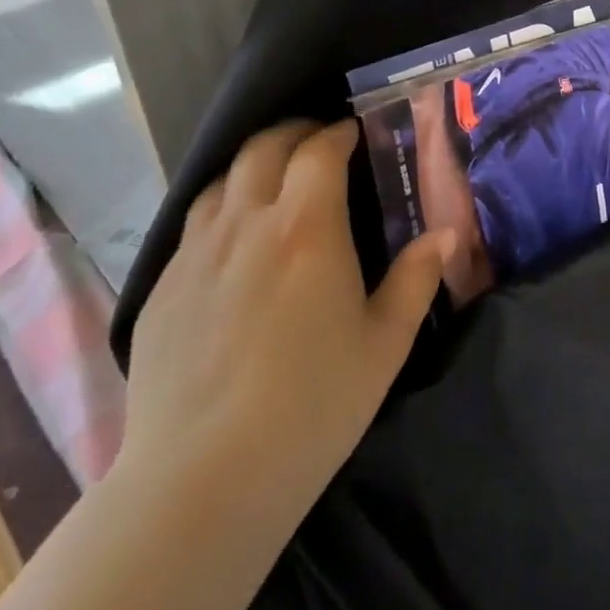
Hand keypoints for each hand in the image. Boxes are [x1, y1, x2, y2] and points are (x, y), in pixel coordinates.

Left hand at [119, 120, 448, 525]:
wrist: (204, 478)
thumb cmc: (314, 404)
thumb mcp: (385, 342)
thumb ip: (418, 278)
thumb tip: (447, 233)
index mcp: (307, 228)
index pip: (319, 151)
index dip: (337, 132)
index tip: (353, 132)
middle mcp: (246, 225)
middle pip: (262, 149)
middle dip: (293, 133)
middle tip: (317, 143)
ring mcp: (195, 255)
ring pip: (219, 182)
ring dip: (252, 167)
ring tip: (274, 183)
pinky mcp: (161, 289)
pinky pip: (192, 227)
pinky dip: (220, 210)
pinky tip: (233, 244)